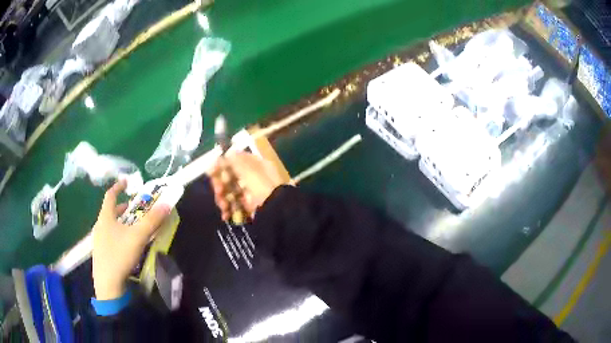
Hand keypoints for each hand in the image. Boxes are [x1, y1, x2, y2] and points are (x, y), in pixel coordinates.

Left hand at [92, 180, 170, 299]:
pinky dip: (117, 235)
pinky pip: (108, 238)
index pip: (110, 195)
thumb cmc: (120, 255)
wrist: (108, 284)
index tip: (126, 182)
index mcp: (105, 217)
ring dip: (120, 223)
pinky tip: (125, 247)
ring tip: (132, 228)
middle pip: (109, 211)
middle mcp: (99, 226)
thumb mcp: (138, 237)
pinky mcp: (100, 254)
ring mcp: (98, 241)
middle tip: (134, 210)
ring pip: (109, 225)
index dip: (118, 186)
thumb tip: (167, 204)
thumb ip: (152, 220)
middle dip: (122, 208)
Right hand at [209, 152, 284, 220]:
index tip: (210, 171)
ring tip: (223, 205)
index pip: (235, 161)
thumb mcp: (248, 169)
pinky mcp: (249, 208)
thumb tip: (223, 155)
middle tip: (218, 190)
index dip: (222, 165)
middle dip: (220, 185)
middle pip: (230, 178)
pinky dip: (228, 210)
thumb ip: (234, 160)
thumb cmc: (262, 186)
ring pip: (230, 193)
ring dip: (223, 198)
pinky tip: (225, 215)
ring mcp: (251, 194)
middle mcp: (254, 178)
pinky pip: (234, 206)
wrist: (275, 211)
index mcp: (257, 165)